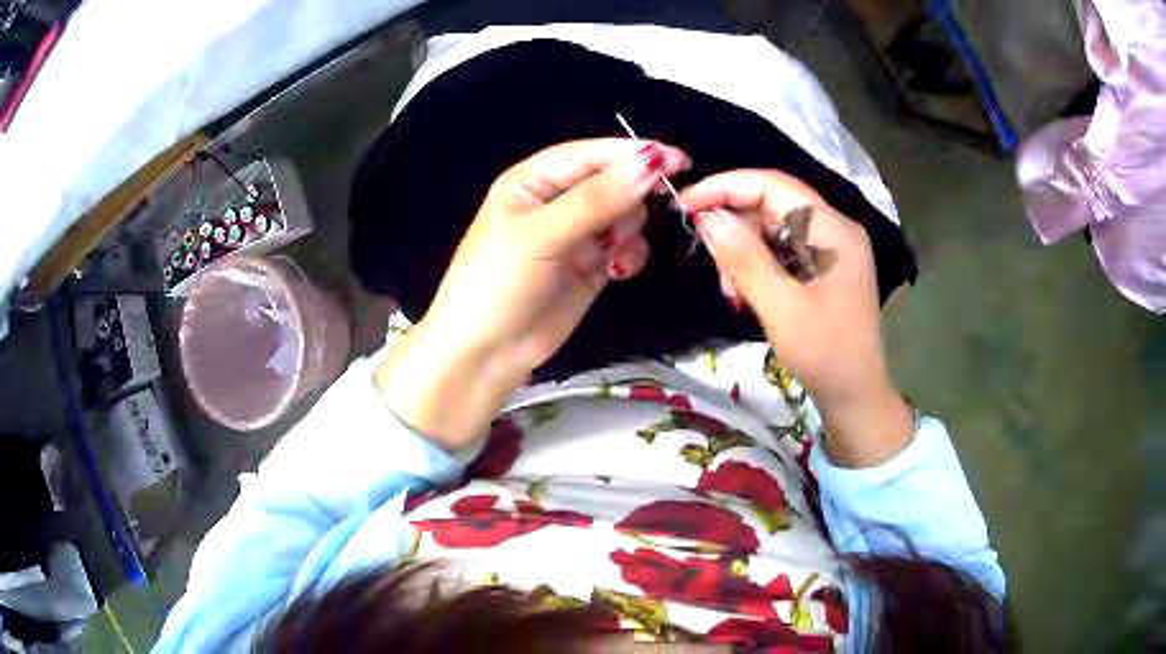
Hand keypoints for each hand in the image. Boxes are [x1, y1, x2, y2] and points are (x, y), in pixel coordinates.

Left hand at [378, 138, 689, 448]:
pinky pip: (624, 245)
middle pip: (613, 181)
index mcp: (534, 180)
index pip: (591, 154)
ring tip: (614, 255)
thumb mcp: (543, 235)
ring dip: (629, 230)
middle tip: (628, 224)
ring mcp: (575, 234)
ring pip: (624, 213)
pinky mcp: (590, 265)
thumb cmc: (499, 283)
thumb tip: (652, 162)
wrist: (485, 353)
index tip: (678, 161)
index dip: (633, 154)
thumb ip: (598, 198)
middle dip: (630, 199)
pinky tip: (619, 270)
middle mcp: (556, 200)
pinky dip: (630, 253)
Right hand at [679, 170, 913, 466]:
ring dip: (741, 253)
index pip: (773, 185)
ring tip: (731, 292)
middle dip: (734, 228)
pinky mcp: (822, 268)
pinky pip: (780, 251)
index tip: (684, 204)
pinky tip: (744, 295)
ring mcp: (829, 249)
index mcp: (832, 229)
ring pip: (771, 229)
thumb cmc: (826, 356)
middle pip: (771, 205)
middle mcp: (833, 229)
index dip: (725, 187)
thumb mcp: (782, 309)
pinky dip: (755, 268)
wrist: (856, 397)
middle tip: (711, 265)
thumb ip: (745, 259)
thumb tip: (707, 218)